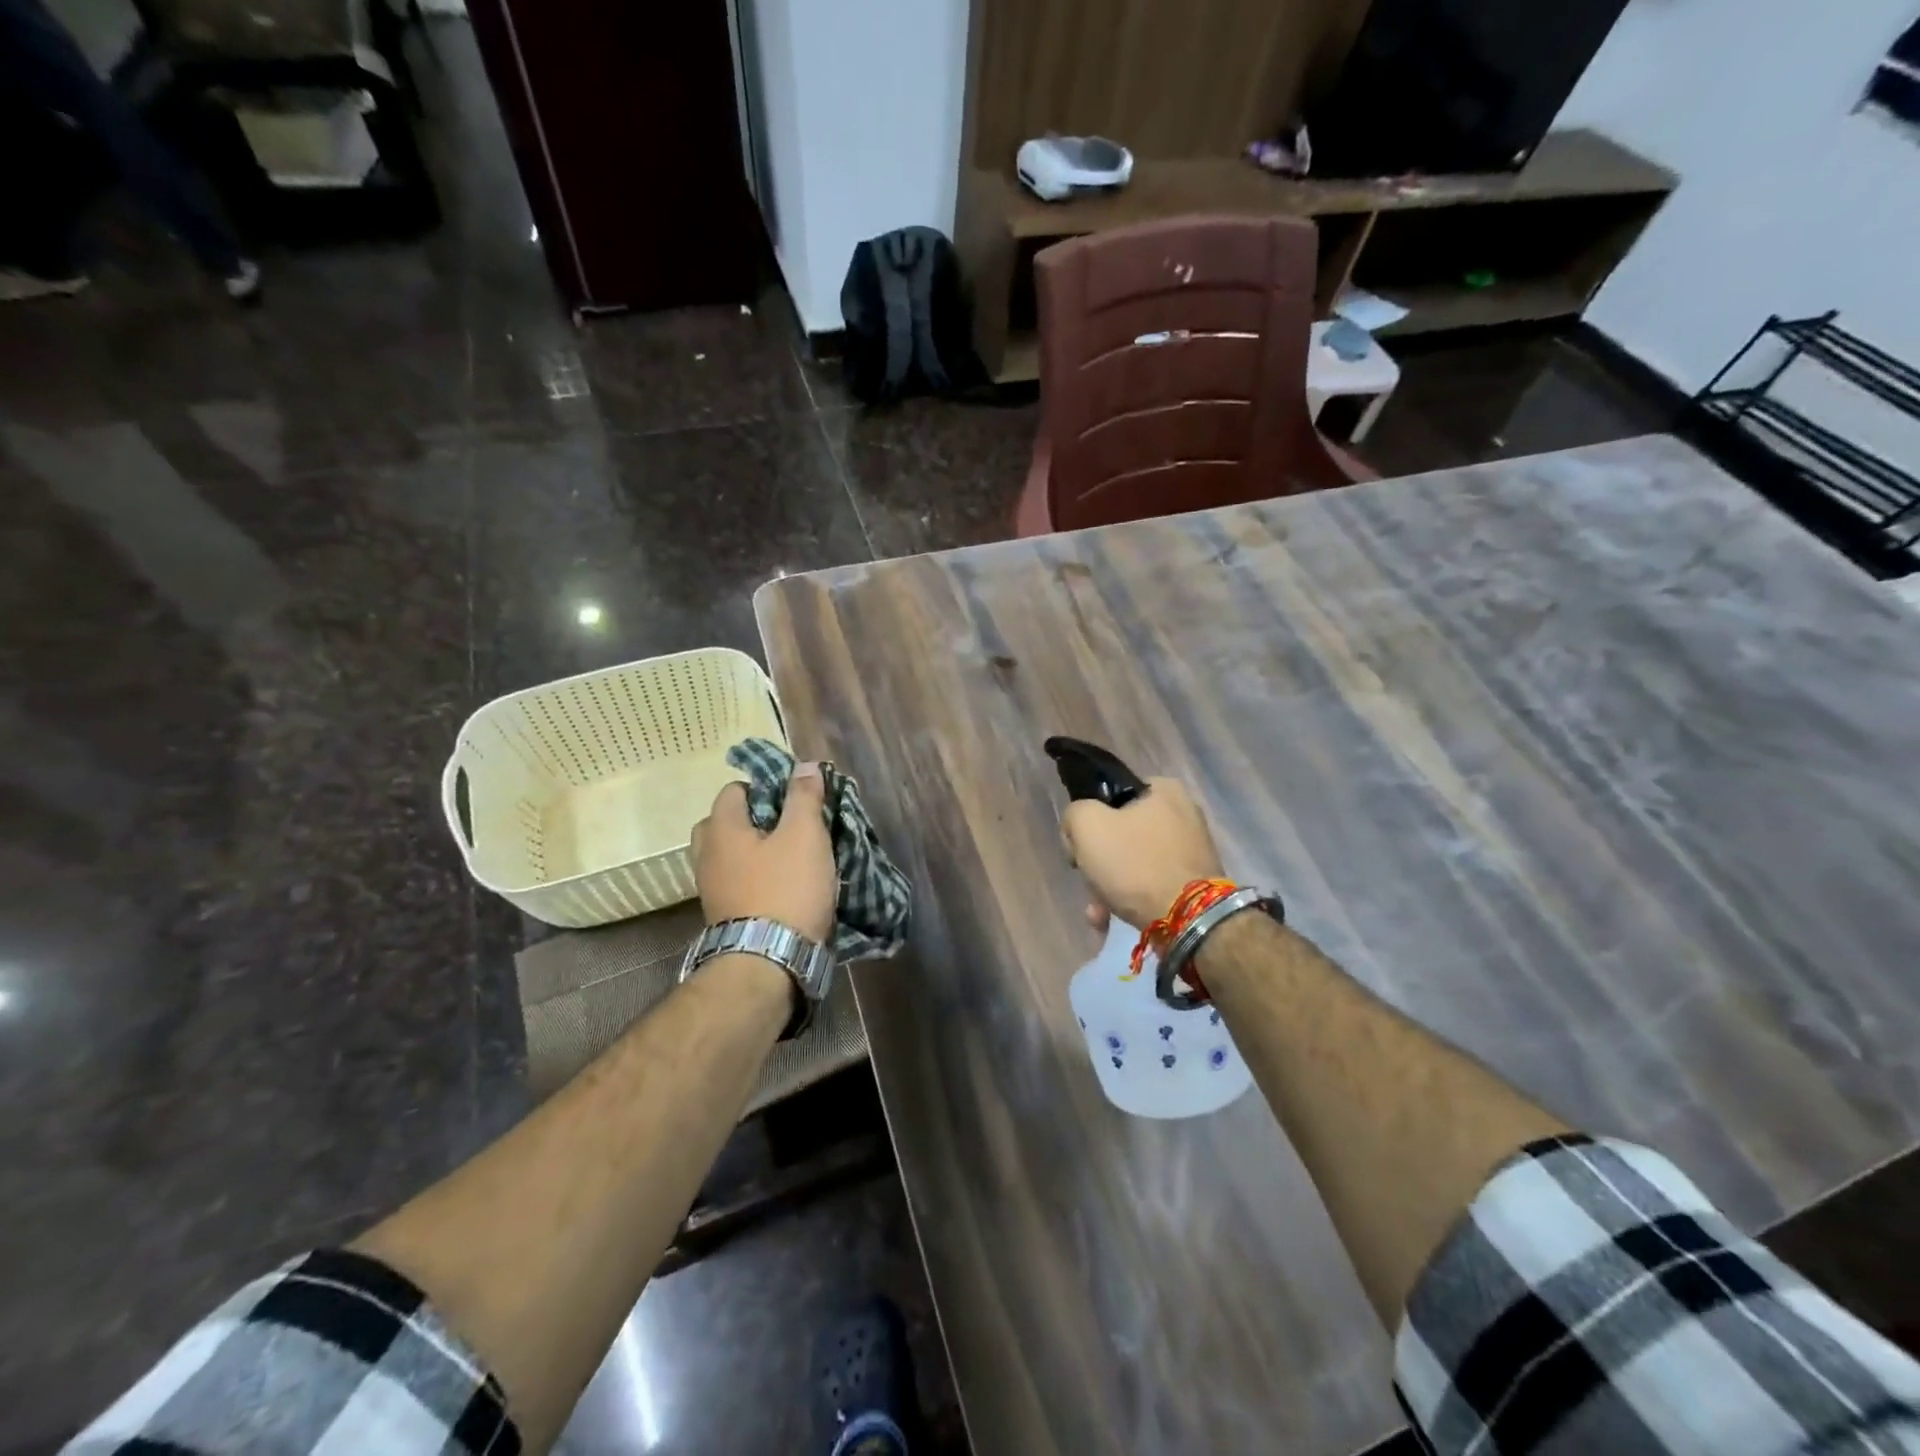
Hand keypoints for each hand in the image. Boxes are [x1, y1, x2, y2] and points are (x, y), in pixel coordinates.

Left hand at [691, 764, 836, 944]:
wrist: (767, 963)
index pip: (734, 790)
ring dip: (755, 852)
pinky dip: (756, 878)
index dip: (765, 786)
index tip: (794, 798)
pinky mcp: (724, 916)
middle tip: (788, 827)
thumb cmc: (786, 890)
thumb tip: (804, 766)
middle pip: (725, 823)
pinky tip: (783, 886)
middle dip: (755, 819)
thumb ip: (804, 797)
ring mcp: (711, 890)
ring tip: (790, 858)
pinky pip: (737, 883)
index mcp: (721, 829)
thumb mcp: (805, 835)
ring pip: (731, 856)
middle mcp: (706, 856)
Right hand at [1061, 777, 1223, 931]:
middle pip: (1121, 834)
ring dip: (1110, 887)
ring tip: (1098, 913)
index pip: (1111, 796)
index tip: (1080, 846)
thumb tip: (1079, 828)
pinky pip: (1152, 884)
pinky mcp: (1195, 882)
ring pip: (1134, 863)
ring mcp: (1192, 850)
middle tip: (1089, 881)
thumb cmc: (1135, 864)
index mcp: (1164, 790)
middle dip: (1099, 863)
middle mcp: (1183, 814)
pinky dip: (1131, 900)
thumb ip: (1074, 814)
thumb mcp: (1087, 825)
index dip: (1089, 820)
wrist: (1188, 919)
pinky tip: (1112, 920)